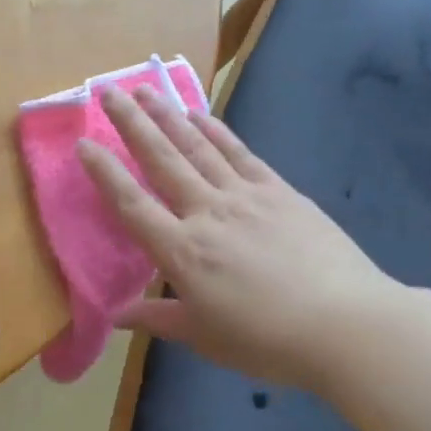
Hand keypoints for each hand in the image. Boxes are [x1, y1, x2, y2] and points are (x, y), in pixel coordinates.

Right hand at [77, 85, 403, 391]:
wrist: (347, 326)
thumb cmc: (267, 340)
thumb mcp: (204, 336)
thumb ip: (158, 319)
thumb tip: (117, 316)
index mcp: (181, 252)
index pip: (132, 204)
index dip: (105, 172)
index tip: (83, 144)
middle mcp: (206, 213)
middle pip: (162, 160)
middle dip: (132, 123)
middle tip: (108, 90)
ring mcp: (245, 197)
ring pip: (197, 147)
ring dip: (169, 115)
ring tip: (146, 89)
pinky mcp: (279, 192)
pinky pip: (239, 153)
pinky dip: (216, 131)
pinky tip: (199, 114)